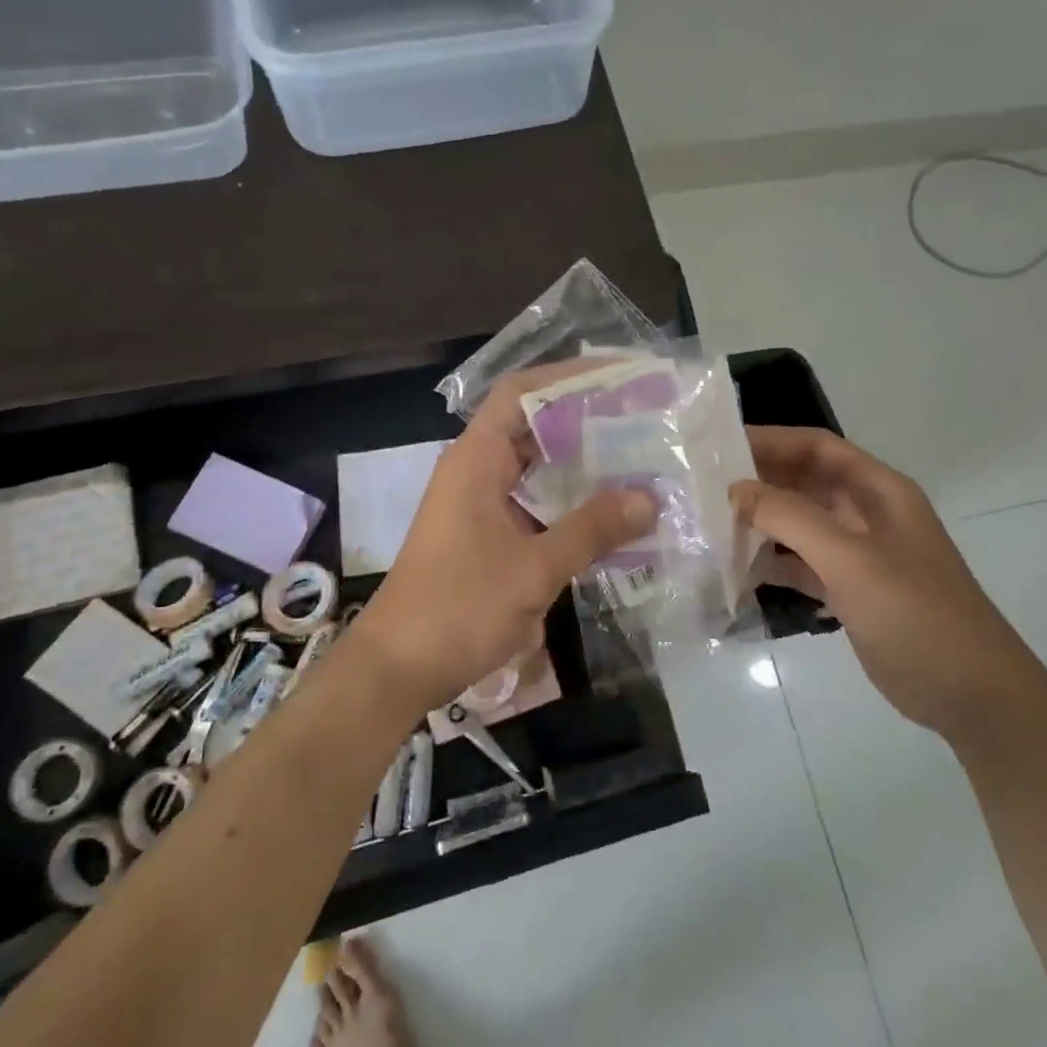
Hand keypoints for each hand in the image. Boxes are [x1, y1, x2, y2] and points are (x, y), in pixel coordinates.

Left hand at [356, 370, 656, 716]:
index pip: (522, 393)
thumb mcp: (533, 569)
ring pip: (539, 467)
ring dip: (584, 464)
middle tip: (646, 419)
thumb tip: (650, 498)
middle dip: (588, 419)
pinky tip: (613, 515)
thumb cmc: (458, 609)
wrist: (397, 670)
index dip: (569, 376)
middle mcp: (478, 470)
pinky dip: (572, 502)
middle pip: (535, 426)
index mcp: (477, 459)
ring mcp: (482, 504)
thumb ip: (592, 529)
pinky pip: (537, 503)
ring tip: (641, 460)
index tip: (621, 376)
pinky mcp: (490, 535)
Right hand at [731, 426, 1042, 736]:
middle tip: (702, 488)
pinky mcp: (850, 591)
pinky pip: (802, 564)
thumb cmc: (917, 615)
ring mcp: (859, 554)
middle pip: (804, 482)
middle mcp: (867, 514)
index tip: (718, 447)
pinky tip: (736, 571)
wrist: (974, 697)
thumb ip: (792, 518)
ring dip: (760, 523)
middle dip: (758, 482)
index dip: (770, 440)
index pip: (817, 447)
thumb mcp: (852, 560)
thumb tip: (735, 489)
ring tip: (709, 527)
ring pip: (799, 524)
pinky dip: (772, 563)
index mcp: (878, 491)